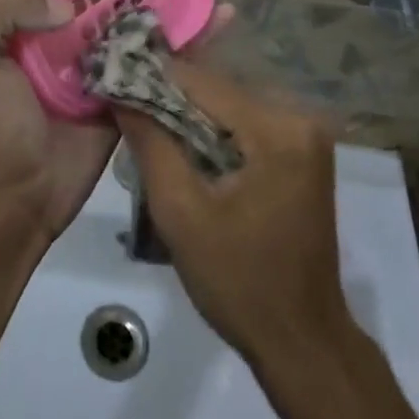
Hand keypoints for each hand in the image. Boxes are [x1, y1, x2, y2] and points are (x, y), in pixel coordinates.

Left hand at [0, 0, 230, 238]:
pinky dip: (197, 31)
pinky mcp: (133, 85)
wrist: (15, 194)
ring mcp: (107, 52)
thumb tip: (69, 1)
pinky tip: (225, 13)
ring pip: (150, 2)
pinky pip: (168, 50)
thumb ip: (4, 5)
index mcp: (36, 5)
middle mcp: (75, 21)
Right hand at [113, 64, 353, 372]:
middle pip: (218, 90)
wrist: (302, 341)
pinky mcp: (302, 151)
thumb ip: (150, 143)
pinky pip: (246, 124)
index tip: (111, 80)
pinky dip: (212, 131)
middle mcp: (299, 117)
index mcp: (277, 129)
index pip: (202, 82)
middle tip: (124, 107)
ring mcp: (306, 133)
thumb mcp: (180, 213)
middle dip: (169, 97)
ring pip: (229, 105)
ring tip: (144, 124)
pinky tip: (182, 146)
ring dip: (188, 114)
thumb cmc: (239, 283)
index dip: (151, 78)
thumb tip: (120, 90)